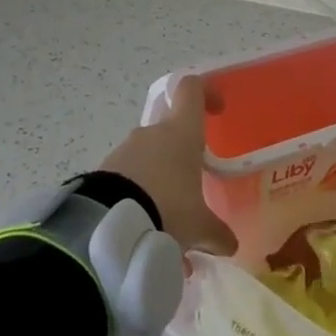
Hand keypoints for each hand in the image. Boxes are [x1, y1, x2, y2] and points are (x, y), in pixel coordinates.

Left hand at [99, 76, 232, 254]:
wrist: (108, 225)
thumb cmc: (167, 209)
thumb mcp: (199, 226)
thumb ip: (217, 233)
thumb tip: (231, 246)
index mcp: (181, 133)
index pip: (192, 90)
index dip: (206, 92)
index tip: (217, 110)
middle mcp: (152, 133)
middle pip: (171, 129)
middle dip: (183, 156)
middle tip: (192, 188)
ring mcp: (125, 150)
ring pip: (150, 158)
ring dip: (160, 182)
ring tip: (167, 222)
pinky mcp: (104, 171)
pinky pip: (129, 178)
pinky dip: (139, 196)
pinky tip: (145, 229)